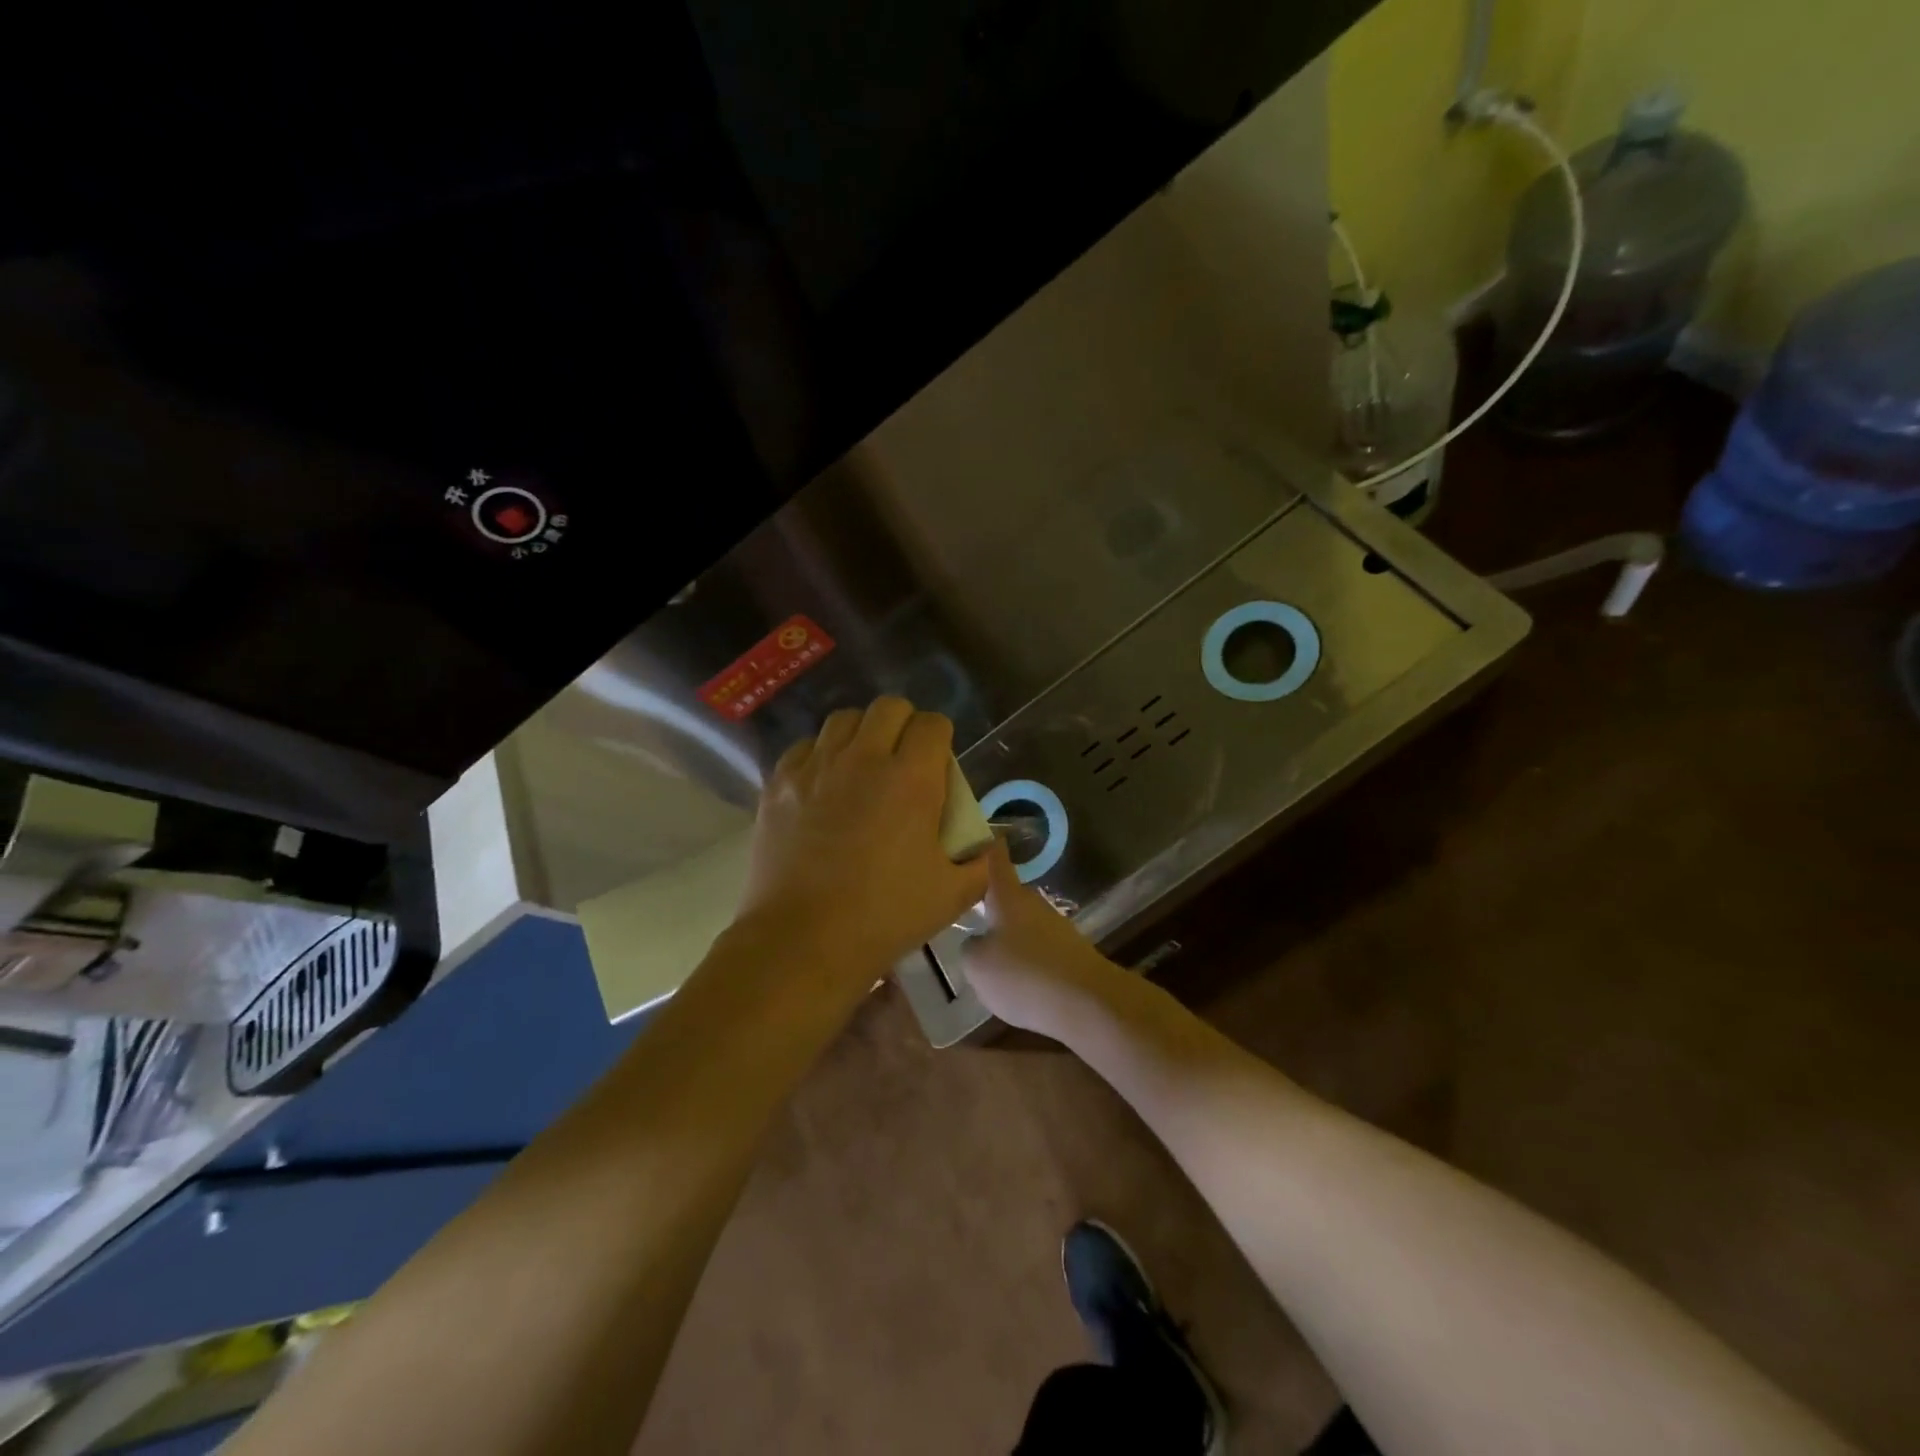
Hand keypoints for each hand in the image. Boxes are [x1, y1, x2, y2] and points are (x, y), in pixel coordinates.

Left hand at [735, 698, 989, 986]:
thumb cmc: (884, 917)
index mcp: (911, 778)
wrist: (803, 941)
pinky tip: (823, 785)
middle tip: (904, 759)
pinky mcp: (779, 783)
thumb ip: (978, 862)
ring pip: (844, 719)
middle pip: (889, 707)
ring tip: (862, 766)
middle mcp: (863, 758)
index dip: (941, 738)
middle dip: (904, 724)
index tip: (939, 764)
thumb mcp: (952, 895)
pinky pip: (805, 747)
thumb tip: (985, 845)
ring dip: (862, 734)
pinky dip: (821, 755)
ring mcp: (816, 767)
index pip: (933, 724)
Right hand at [962, 840, 1121, 1034]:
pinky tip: (1019, 982)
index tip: (976, 834)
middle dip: (991, 903)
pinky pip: (1039, 948)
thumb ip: (970, 947)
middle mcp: (1033, 903)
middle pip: (1008, 895)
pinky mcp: (1070, 952)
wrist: (1085, 1002)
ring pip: (1024, 923)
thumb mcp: (977, 964)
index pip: (995, 859)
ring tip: (990, 957)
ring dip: (1009, 935)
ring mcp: (1056, 926)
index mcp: (1007, 896)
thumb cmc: (1022, 974)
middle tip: (969, 913)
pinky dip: (1027, 959)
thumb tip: (977, 942)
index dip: (984, 846)